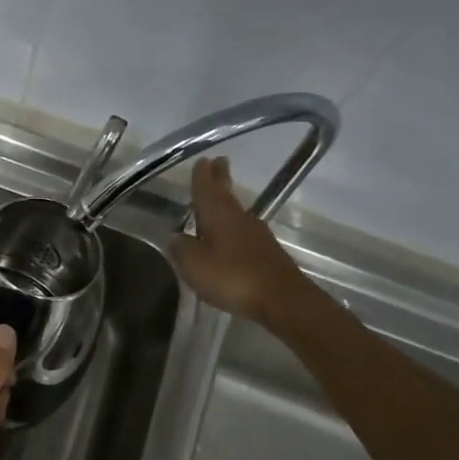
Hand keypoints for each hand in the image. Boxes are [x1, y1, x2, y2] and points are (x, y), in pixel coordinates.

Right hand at [169, 157, 317, 323]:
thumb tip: (176, 237)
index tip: (203, 160)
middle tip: (219, 162)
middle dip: (220, 179)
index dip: (202, 176)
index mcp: (218, 216)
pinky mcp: (267, 253)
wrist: (282, 300)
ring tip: (220, 195)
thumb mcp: (194, 264)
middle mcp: (239, 219)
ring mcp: (256, 236)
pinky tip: (230, 234)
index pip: (206, 190)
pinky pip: (244, 232)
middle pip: (226, 195)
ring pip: (236, 212)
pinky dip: (234, 226)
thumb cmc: (233, 277)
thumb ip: (181, 248)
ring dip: (227, 201)